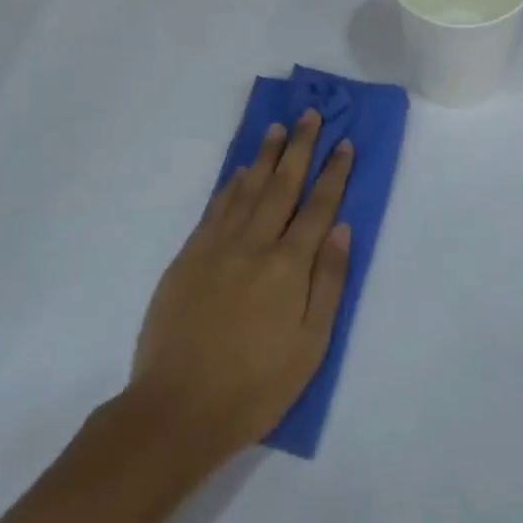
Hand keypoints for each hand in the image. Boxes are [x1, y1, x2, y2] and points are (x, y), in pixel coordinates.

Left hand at [128, 111, 352, 467]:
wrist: (178, 408)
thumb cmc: (255, 386)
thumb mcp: (310, 346)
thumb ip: (329, 281)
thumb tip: (342, 228)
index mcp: (288, 266)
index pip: (318, 207)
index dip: (333, 173)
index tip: (344, 143)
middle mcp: (254, 244)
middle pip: (283, 184)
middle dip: (300, 147)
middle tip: (311, 114)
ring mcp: (217, 245)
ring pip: (248, 187)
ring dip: (266, 155)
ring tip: (278, 128)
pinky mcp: (189, 254)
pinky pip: (216, 206)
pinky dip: (232, 183)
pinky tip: (241, 169)